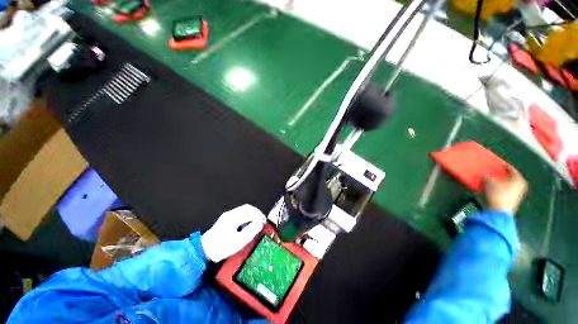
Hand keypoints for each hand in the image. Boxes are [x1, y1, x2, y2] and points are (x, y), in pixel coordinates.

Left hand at [201, 204, 265, 261]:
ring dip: (253, 213)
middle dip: (257, 213)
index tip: (264, 222)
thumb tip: (260, 223)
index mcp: (233, 218)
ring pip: (244, 209)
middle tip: (263, 221)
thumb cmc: (221, 248)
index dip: (260, 216)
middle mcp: (230, 213)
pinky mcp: (227, 218)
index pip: (250, 211)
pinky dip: (248, 215)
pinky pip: (241, 212)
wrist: (204, 251)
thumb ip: (251, 231)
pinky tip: (249, 222)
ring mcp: (228, 215)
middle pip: (248, 208)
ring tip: (258, 221)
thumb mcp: (238, 242)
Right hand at [484, 166, 527, 213]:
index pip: (512, 169)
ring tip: (492, 182)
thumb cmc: (497, 194)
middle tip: (496, 173)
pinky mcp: (513, 201)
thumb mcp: (489, 182)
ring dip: (501, 183)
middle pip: (511, 178)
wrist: (499, 211)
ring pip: (509, 185)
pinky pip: (506, 192)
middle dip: (503, 176)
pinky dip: (501, 189)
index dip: (505, 166)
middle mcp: (521, 186)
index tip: (499, 164)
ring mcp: (518, 195)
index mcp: (518, 179)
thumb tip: (486, 175)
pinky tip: (493, 190)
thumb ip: (488, 176)